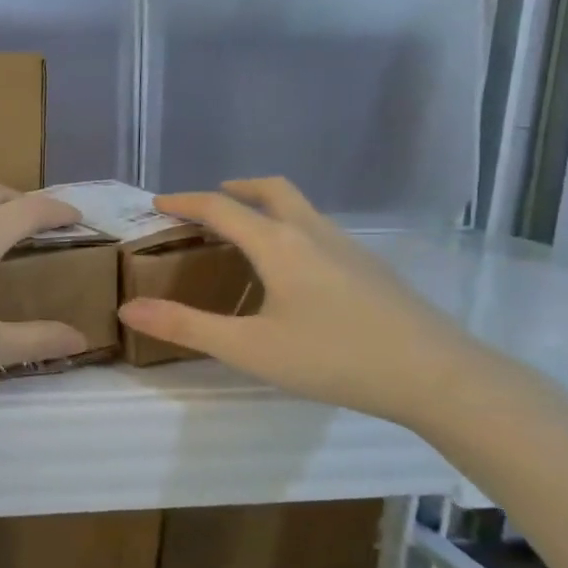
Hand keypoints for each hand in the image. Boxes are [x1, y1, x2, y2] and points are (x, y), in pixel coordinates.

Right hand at [117, 178, 493, 429]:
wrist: (439, 377)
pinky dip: (292, 231)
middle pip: (272, 190)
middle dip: (236, 189)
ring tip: (245, 237)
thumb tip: (128, 308)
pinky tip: (293, 273)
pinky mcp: (373, 270)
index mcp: (279, 244)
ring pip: (302, 210)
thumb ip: (185, 326)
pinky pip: (321, 232)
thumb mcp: (248, 348)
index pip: (221, 207)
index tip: (158, 203)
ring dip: (267, 209)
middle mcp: (314, 234)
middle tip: (209, 204)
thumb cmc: (334, 358)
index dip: (185, 201)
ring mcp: (350, 249)